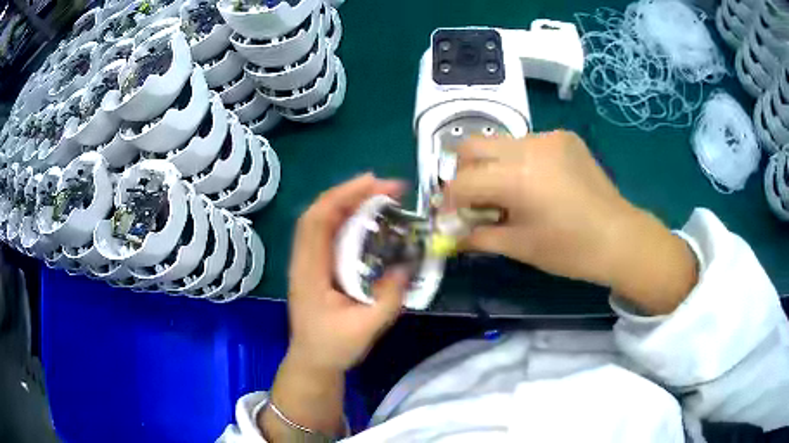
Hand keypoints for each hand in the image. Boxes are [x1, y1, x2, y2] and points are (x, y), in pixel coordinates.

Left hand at [287, 174, 407, 372]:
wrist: (313, 361)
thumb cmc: (333, 347)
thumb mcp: (366, 328)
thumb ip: (388, 299)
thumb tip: (406, 266)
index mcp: (309, 272)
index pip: (317, 222)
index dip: (342, 197)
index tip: (374, 184)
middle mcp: (304, 260)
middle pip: (319, 213)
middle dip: (350, 193)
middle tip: (387, 187)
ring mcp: (308, 262)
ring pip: (322, 220)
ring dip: (349, 202)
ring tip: (381, 195)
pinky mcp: (316, 266)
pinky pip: (329, 233)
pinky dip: (348, 219)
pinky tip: (368, 218)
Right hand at [445, 131, 697, 313]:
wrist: (619, 237)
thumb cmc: (570, 250)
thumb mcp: (519, 246)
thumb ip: (477, 237)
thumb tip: (448, 236)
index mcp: (517, 177)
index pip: (462, 181)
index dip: (449, 202)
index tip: (450, 218)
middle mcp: (528, 145)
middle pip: (472, 145)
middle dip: (464, 173)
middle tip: (475, 200)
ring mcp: (548, 136)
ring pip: (499, 142)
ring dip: (492, 166)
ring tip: (509, 193)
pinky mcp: (564, 136)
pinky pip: (527, 142)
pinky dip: (519, 161)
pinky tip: (537, 183)